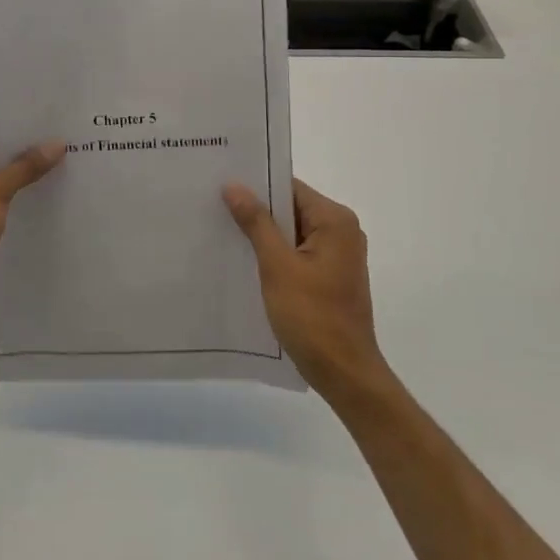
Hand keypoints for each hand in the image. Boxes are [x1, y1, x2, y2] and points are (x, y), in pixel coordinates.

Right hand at [223, 178, 387, 399]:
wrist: (344, 373)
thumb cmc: (312, 317)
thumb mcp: (277, 266)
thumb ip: (256, 222)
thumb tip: (234, 185)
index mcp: (335, 220)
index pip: (290, 188)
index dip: (257, 186)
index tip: (221, 185)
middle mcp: (342, 231)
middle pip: (292, 208)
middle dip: (257, 211)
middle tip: (214, 207)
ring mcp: (339, 256)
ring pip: (293, 233)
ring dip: (264, 235)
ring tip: (223, 231)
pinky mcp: (331, 277)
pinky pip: (298, 253)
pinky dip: (275, 255)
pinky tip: (246, 262)